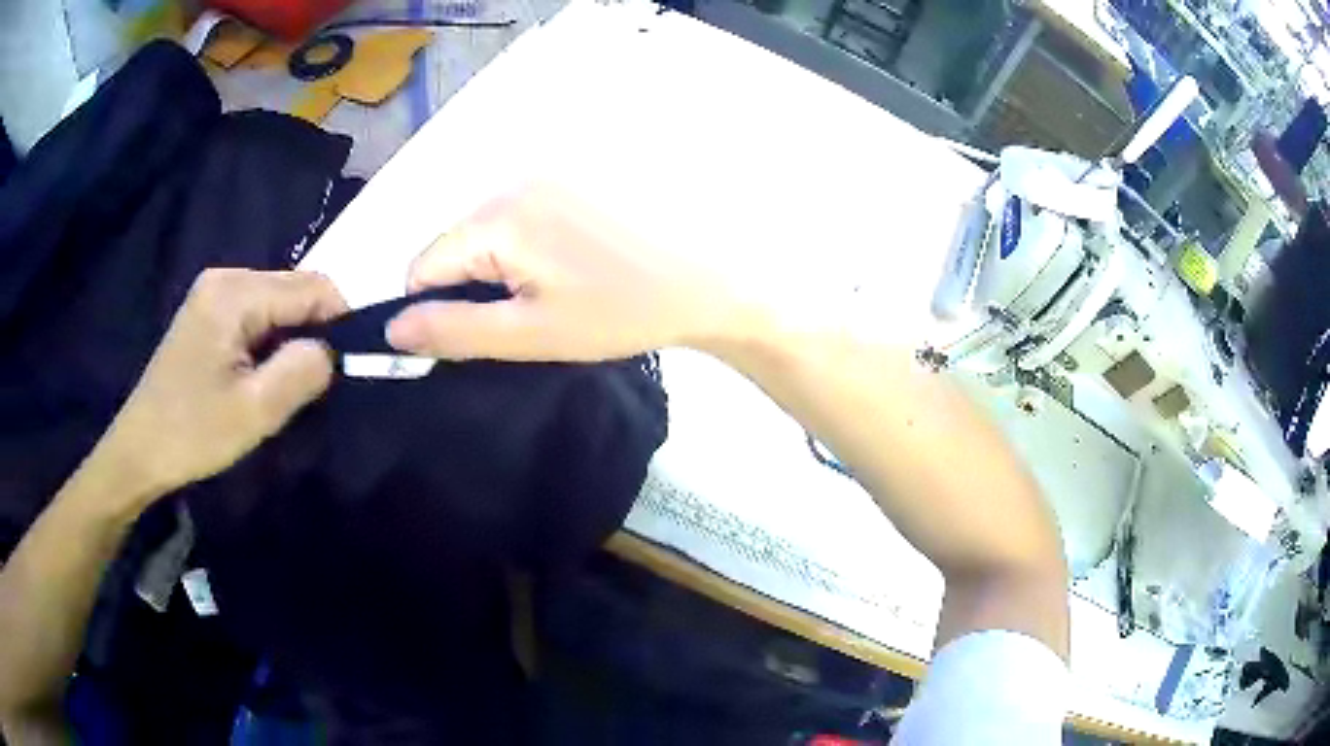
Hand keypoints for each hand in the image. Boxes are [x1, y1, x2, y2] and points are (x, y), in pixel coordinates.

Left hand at [98, 269, 346, 501]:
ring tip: (288, 382)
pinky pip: (258, 313)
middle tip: (315, 383)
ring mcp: (214, 292)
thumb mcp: (254, 412)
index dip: (341, 320)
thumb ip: (301, 373)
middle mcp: (226, 278)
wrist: (140, 450)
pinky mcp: (208, 311)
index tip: (350, 366)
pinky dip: (272, 339)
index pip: (312, 286)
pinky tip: (262, 373)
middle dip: (315, 330)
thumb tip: (333, 350)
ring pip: (278, 301)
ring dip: (293, 337)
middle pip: (294, 288)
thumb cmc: (193, 433)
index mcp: (235, 293)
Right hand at [386, 183, 753, 360]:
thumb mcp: (530, 334)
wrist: (715, 280)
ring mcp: (551, 172)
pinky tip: (575, 266)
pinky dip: (533, 245)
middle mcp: (516, 180)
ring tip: (558, 293)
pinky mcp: (579, 175)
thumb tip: (392, 328)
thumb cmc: (622, 312)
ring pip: (491, 230)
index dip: (433, 307)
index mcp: (497, 216)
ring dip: (505, 266)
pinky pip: (526, 214)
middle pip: (458, 242)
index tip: (474, 335)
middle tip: (527, 318)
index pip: (424, 263)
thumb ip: (453, 330)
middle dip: (475, 285)